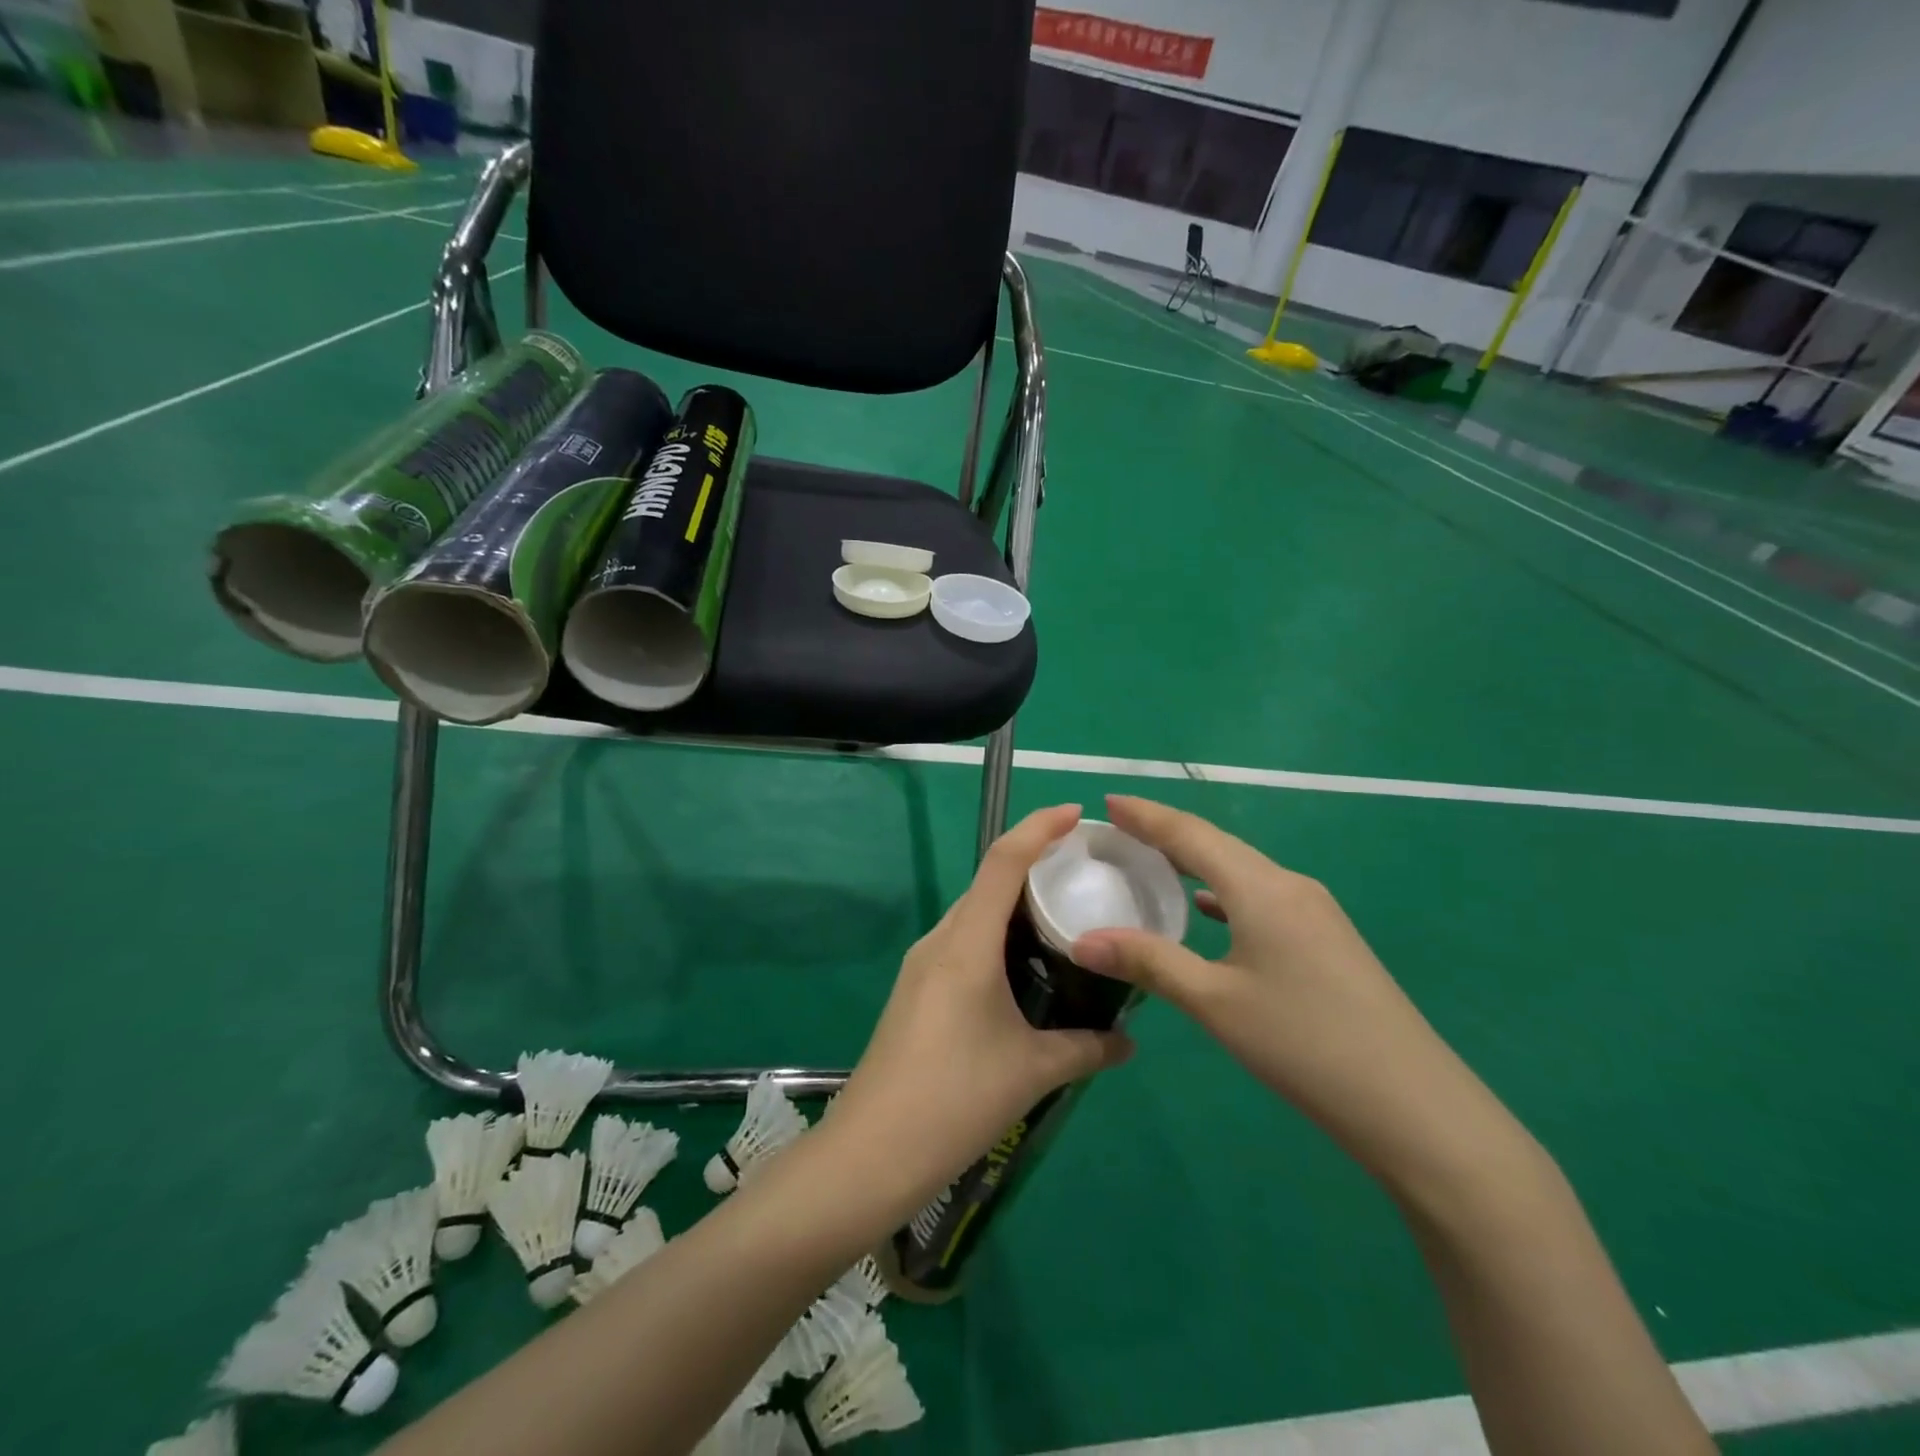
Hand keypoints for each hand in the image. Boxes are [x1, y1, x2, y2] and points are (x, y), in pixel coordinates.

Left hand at [824, 804, 1135, 1214]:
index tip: (1074, 814)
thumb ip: (1087, 1048)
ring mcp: (922, 965)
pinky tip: (1022, 969)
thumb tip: (1130, 1043)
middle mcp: (940, 940)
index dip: (1038, 828)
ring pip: (974, 916)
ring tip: (1061, 918)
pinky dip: (996, 938)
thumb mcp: (1032, 1071)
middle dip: (1034, 867)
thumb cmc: (956, 1098)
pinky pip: (962, 943)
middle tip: (1083, 874)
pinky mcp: (916, 990)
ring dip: (1014, 907)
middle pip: (988, 883)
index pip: (1003, 861)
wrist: (872, 1152)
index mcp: (966, 942)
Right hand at [1071, 795, 1517, 1192]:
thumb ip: (1148, 962)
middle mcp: (1289, 885)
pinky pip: (1260, 897)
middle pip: (1217, 845)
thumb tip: (1082, 942)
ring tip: (1153, 865)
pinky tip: (1208, 911)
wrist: (1413, 1105)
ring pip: (1241, 871)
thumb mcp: (1214, 1002)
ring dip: (1195, 863)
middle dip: (1166, 834)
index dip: (1147, 816)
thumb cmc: (1302, 1043)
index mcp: (1260, 887)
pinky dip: (1223, 893)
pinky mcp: (1326, 939)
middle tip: (1120, 833)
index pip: (1191, 834)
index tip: (1109, 802)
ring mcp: (1314, 912)